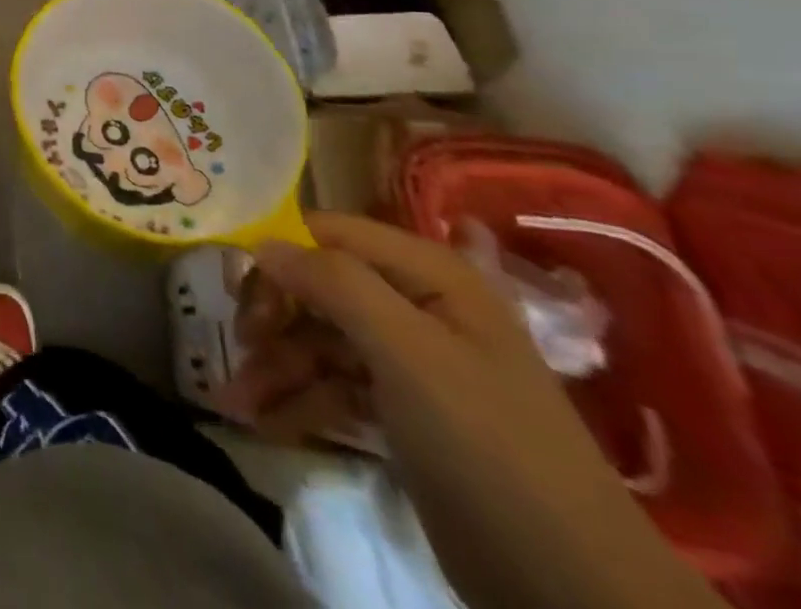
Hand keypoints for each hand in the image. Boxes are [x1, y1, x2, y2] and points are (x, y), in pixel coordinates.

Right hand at [221, 213, 720, 608]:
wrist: (571, 590)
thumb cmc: (486, 445)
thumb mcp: (407, 352)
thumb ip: (333, 283)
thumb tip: (262, 243)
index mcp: (428, 274)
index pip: (328, 234)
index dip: (279, 253)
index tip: (237, 288)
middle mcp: (415, 304)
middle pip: (317, 286)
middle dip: (272, 316)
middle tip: (240, 345)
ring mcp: (408, 360)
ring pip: (317, 339)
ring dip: (274, 365)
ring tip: (235, 399)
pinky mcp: (400, 410)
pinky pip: (332, 385)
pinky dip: (295, 400)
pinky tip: (263, 421)